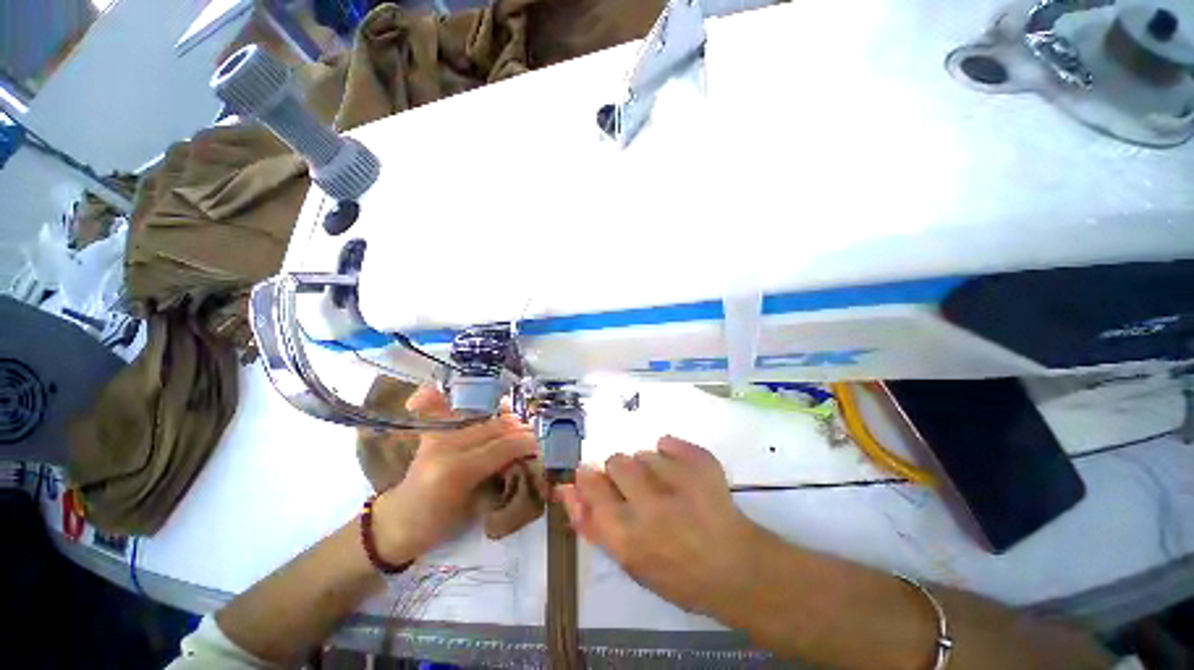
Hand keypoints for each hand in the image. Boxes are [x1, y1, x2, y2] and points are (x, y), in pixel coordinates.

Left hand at [373, 386, 536, 561]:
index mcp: (456, 471)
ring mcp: (438, 436)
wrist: (397, 521)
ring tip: (523, 426)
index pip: (500, 448)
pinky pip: (463, 415)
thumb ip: (497, 478)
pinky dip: (484, 412)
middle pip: (493, 429)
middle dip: (519, 429)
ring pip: (483, 422)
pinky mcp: (433, 432)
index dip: (524, 443)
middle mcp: (446, 446)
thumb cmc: (436, 525)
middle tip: (537, 432)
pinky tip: (498, 410)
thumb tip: (522, 459)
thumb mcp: (472, 508)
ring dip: (506, 422)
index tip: (542, 442)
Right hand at [557, 436, 759, 615]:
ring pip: (642, 452)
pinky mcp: (700, 462)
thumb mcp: (625, 560)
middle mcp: (648, 503)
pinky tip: (681, 474)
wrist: (734, 566)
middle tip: (639, 490)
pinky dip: (670, 454)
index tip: (597, 478)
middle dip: (621, 472)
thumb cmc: (674, 573)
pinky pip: (667, 442)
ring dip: (647, 466)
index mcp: (625, 533)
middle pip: (616, 460)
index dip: (592, 478)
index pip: (591, 483)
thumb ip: (590, 522)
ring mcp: (678, 479)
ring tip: (667, 487)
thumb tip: (565, 487)